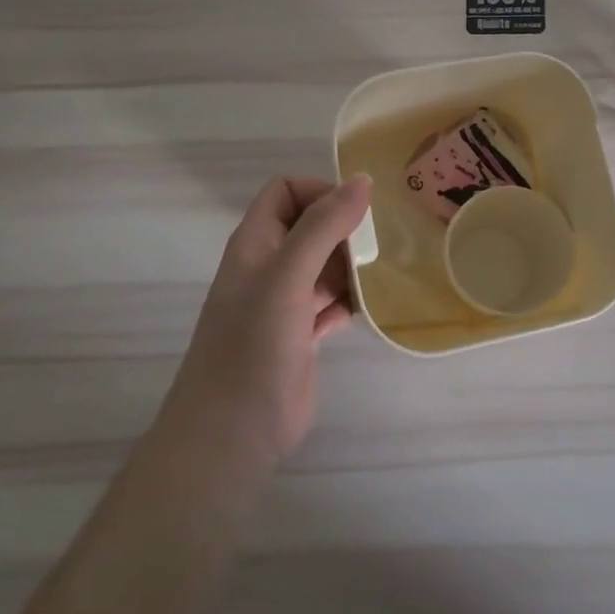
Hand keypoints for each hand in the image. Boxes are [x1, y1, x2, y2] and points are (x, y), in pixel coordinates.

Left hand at [168, 174, 371, 465]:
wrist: (233, 433)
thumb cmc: (254, 344)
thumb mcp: (288, 275)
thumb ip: (323, 226)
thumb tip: (362, 180)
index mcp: (255, 243)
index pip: (286, 191)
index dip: (320, 191)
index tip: (355, 212)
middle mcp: (268, 266)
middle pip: (311, 226)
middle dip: (344, 230)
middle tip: (376, 247)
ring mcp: (284, 303)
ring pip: (325, 265)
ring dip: (352, 266)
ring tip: (381, 275)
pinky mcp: (301, 335)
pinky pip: (332, 302)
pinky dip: (351, 301)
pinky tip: (369, 309)